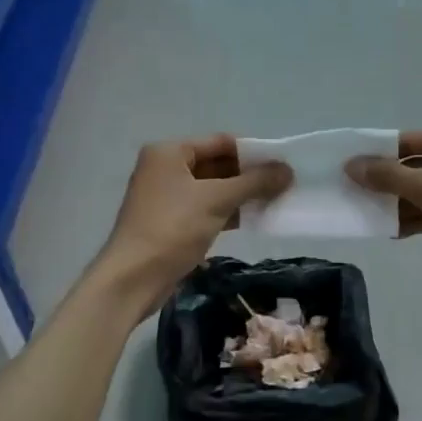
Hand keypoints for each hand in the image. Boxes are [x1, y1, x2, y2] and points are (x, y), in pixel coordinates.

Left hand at [96, 136, 291, 317]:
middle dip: (248, 176)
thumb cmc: (173, 229)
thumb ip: (254, 182)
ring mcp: (165, 196)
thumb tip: (288, 170)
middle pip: (216, 164)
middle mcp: (164, 168)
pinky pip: (204, 208)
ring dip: (240, 195)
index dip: (252, 152)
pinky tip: (252, 220)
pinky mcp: (169, 221)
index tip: (282, 165)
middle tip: (282, 185)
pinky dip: (226, 212)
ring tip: (274, 202)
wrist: (133, 279)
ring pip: (212, 188)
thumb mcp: (217, 200)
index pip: (220, 142)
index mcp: (169, 152)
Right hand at [345, 124, 421, 288]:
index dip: (376, 155)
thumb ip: (389, 176)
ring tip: (368, 217)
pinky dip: (420, 217)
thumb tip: (352, 164)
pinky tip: (394, 231)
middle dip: (387, 183)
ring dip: (401, 203)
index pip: (407, 141)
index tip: (348, 170)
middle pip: (416, 165)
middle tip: (353, 196)